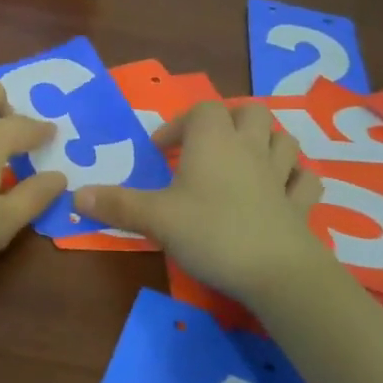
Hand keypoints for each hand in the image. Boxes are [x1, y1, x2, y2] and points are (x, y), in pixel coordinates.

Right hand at [76, 101, 323, 303]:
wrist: (276, 272)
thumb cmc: (211, 232)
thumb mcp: (156, 218)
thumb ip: (118, 205)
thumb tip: (76, 194)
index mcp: (213, 141)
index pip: (201, 110)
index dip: (180, 124)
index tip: (162, 150)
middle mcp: (249, 148)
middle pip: (249, 113)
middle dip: (230, 121)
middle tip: (208, 146)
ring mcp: (280, 175)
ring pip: (283, 140)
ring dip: (267, 142)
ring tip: (247, 161)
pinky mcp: (301, 205)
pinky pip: (305, 181)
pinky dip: (295, 179)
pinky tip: (283, 190)